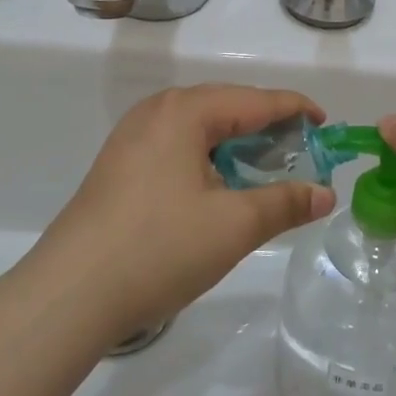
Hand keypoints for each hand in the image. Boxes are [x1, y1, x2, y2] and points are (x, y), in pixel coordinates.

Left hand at [34, 85, 335, 348]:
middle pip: (227, 107)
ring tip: (264, 171)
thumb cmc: (158, 249)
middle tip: (301, 154)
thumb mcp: (234, 226)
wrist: (68, 295)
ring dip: (237, 145)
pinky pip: (177, 147)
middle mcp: (156, 111)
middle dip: (267, 127)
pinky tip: (217, 188)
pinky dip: (208, 159)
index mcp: (186, 111)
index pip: (256, 100)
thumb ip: (285, 203)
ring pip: (200, 129)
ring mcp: (131, 138)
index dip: (296, 110)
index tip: (327, 125)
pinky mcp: (118, 166)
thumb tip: (325, 194)